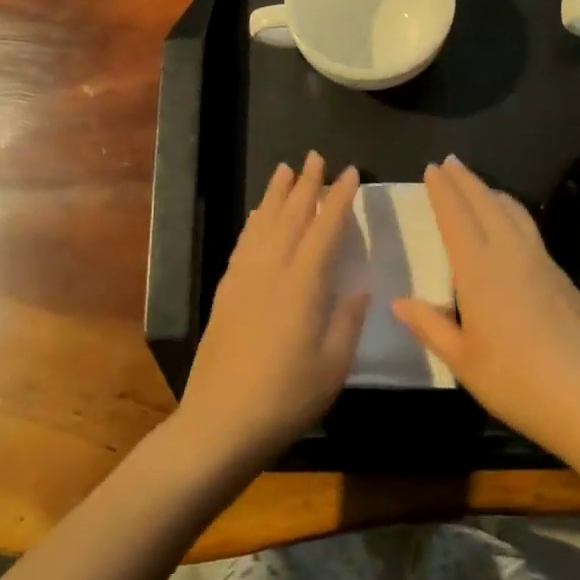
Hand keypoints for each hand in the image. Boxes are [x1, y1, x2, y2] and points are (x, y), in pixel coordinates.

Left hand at [176, 153, 368, 468]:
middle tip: (316, 157)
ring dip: (276, 195)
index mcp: (303, 285)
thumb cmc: (286, 398)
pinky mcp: (226, 292)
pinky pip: (243, 244)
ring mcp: (244, 279)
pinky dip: (253, 222)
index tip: (350, 172)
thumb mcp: (333, 365)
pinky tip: (258, 215)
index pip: (325, 229)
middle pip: (291, 216)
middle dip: (306, 184)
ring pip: (263, 224)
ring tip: (285, 170)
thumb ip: (347, 320)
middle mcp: (271, 271)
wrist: (220, 423)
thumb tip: (360, 286)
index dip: (339, 198)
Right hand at [394, 156, 579, 458]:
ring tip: (479, 187)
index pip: (456, 218)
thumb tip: (400, 302)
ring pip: (514, 213)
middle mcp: (511, 255)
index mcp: (480, 271)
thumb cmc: (516, 382)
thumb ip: (430, 326)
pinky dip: (513, 214)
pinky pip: (530, 231)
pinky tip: (512, 228)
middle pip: (486, 205)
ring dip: (492, 194)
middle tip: (450, 162)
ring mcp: (542, 263)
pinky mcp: (562, 277)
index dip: (443, 192)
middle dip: (466, 181)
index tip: (432, 169)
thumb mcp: (462, 361)